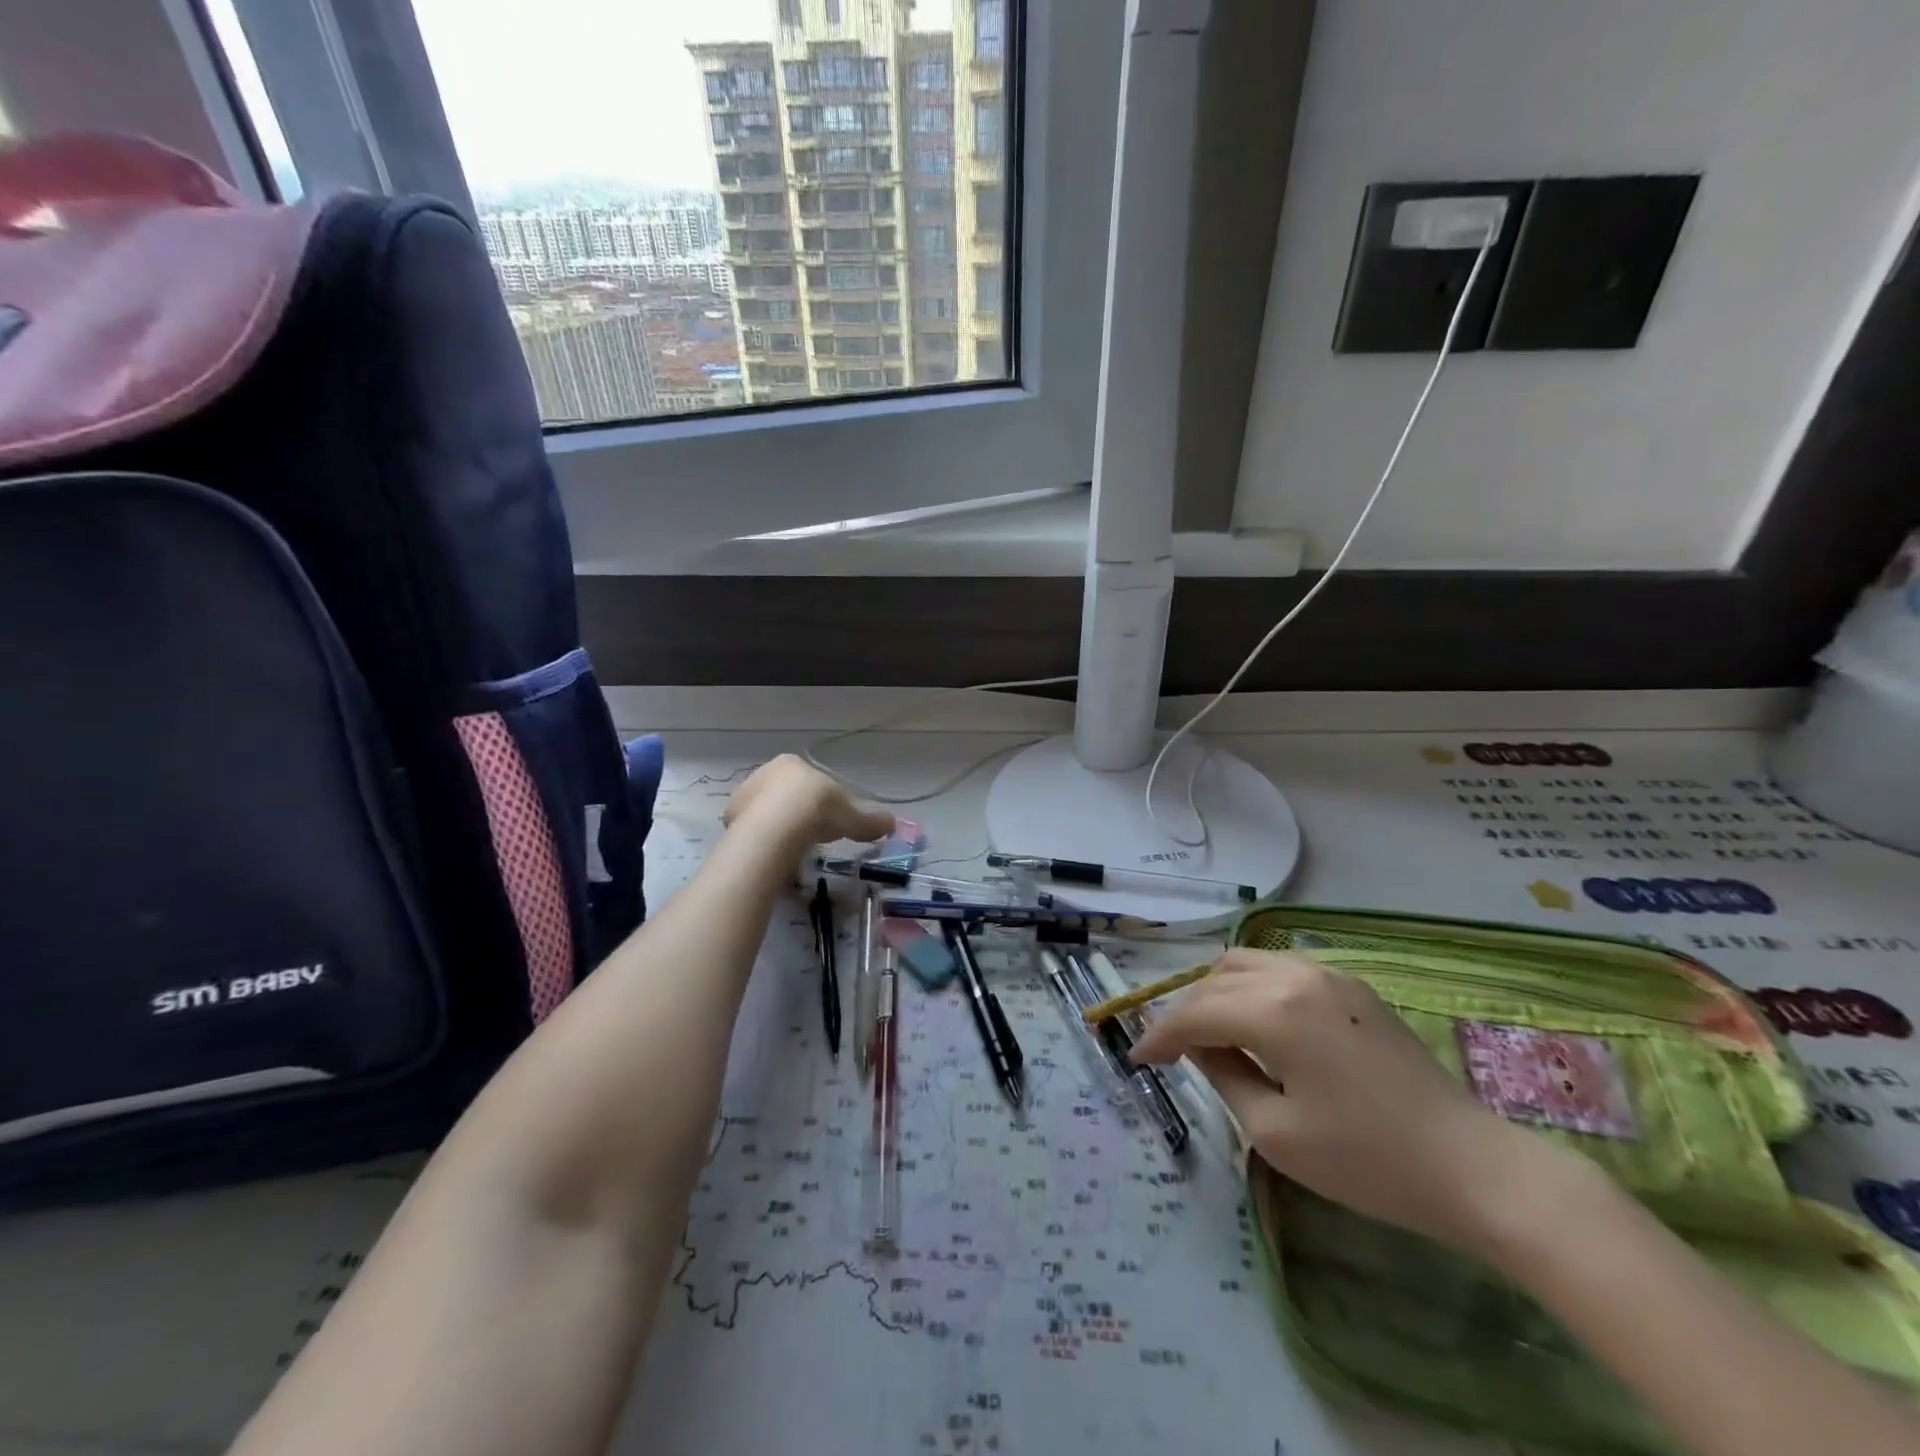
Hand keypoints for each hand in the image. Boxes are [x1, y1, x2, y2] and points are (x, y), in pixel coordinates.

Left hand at [723, 755, 894, 847]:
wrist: (777, 827)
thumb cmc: (817, 809)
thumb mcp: (852, 815)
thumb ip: (870, 820)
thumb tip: (893, 823)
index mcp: (790, 763)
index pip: (809, 781)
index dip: (823, 801)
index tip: (832, 822)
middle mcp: (762, 773)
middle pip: (785, 795)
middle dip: (799, 814)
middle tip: (814, 837)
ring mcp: (742, 797)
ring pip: (767, 813)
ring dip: (781, 829)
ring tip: (796, 850)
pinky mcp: (730, 823)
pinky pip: (754, 832)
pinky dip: (766, 843)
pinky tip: (777, 857)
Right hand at [1130, 949, 1593, 1257]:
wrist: (1473, 1166)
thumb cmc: (1367, 1160)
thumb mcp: (1274, 1131)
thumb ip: (1222, 1075)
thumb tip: (1198, 1045)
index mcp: (1273, 1010)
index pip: (1195, 1013)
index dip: (1159, 1035)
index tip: (1137, 1058)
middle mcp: (1294, 976)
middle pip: (1215, 978)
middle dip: (1185, 1010)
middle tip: (1170, 1048)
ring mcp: (1328, 974)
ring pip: (1247, 962)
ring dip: (1217, 990)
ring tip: (1209, 1030)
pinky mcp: (1352, 985)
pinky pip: (1282, 968)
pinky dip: (1253, 986)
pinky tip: (1256, 1019)